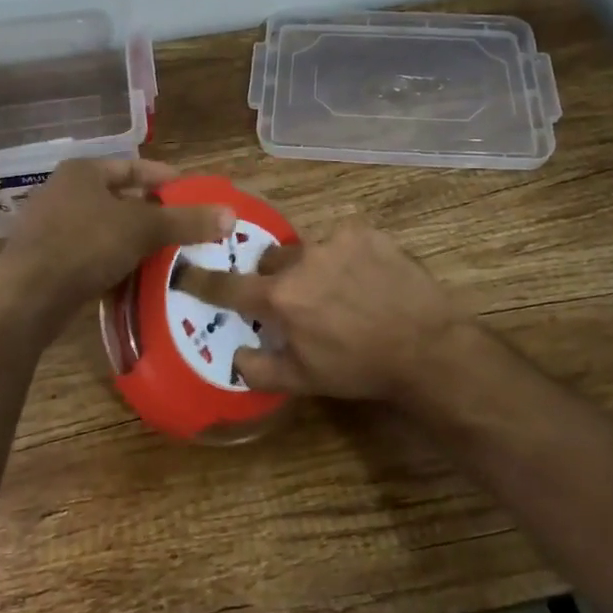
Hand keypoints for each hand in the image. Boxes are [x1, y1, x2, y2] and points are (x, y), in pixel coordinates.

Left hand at [0, 158, 234, 327]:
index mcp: (84, 172)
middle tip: (190, 228)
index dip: (167, 178)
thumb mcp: (142, 229)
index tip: (196, 193)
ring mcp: (54, 228)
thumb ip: (186, 221)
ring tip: (173, 256)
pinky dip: (118, 263)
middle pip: (122, 198)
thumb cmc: (85, 246)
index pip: (135, 166)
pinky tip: (141, 279)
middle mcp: (66, 193)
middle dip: (156, 214)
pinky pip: (94, 255)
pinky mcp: (50, 260)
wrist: (26, 298)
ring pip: (109, 230)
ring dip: (138, 242)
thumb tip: (231, 214)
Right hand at [174, 219, 468, 402]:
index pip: (228, 287)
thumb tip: (235, 356)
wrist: (426, 345)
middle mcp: (302, 260)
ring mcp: (336, 241)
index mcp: (281, 298)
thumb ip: (259, 369)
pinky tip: (364, 279)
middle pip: (270, 262)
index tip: (185, 273)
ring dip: (311, 267)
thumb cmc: (360, 367)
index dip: (203, 282)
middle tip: (294, 301)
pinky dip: (343, 257)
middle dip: (274, 279)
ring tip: (338, 291)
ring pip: (306, 249)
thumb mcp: (304, 380)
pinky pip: (340, 240)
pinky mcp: (366, 232)